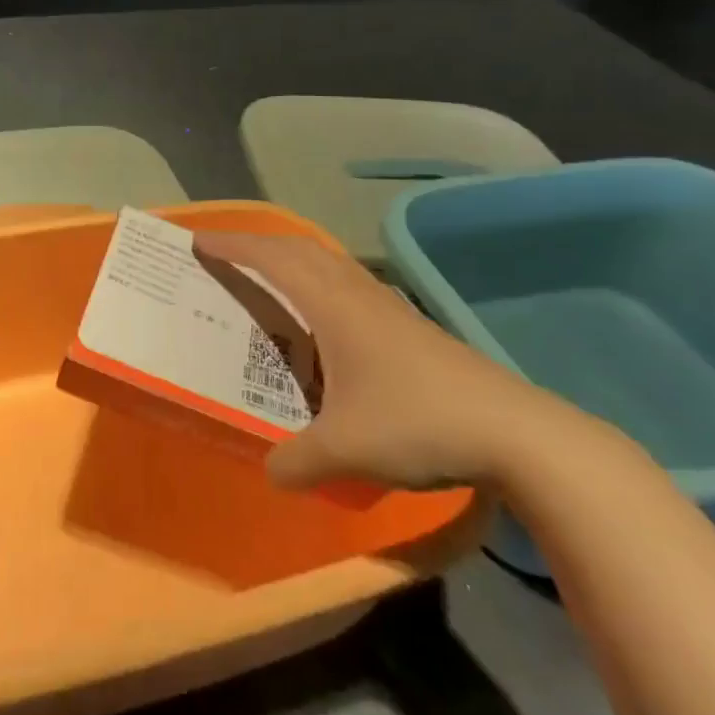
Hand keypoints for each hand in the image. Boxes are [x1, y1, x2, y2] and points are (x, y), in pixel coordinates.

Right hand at [194, 232, 579, 491]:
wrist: (514, 432)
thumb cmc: (418, 423)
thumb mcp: (345, 450)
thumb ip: (296, 461)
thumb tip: (270, 473)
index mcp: (334, 306)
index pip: (273, 260)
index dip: (234, 246)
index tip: (200, 242)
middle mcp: (358, 294)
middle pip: (301, 249)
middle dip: (259, 243)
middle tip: (227, 253)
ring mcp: (389, 308)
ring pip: (330, 264)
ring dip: (293, 259)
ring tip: (269, 277)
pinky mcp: (410, 327)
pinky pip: (350, 286)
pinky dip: (321, 283)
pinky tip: (325, 320)